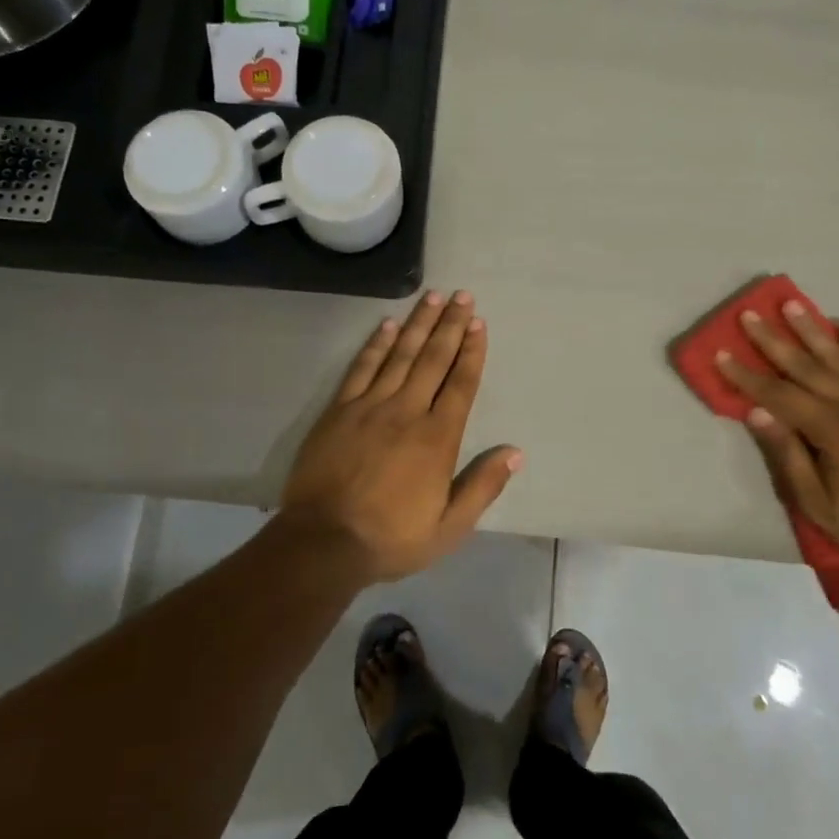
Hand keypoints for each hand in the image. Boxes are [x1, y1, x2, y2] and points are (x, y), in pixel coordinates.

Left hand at [282, 289, 521, 582]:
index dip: (471, 352)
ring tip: (432, 296)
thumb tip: (514, 452)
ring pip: (400, 355)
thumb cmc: (391, 538)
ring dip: (418, 324)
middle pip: (433, 359)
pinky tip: (387, 325)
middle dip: (450, 325)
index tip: (479, 324)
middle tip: (462, 296)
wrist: (323, 542)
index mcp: (437, 438)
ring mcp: (370, 407)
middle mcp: (407, 412)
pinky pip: (362, 368)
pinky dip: (376, 344)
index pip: (460, 384)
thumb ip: (482, 486)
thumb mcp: (449, 527)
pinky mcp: (339, 410)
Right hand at [716, 304, 838, 574]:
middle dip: (774, 340)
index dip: (747, 376)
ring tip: (792, 305)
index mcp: (833, 430)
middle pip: (807, 366)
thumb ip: (788, 456)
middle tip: (750, 315)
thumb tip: (756, 413)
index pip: (778, 395)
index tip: (721, 353)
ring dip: (813, 330)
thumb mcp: (819, 504)